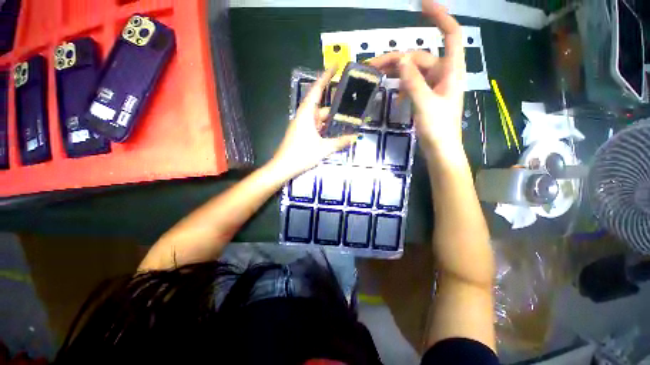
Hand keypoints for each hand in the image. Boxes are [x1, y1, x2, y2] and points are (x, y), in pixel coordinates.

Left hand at [271, 66, 357, 178]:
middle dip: (334, 106)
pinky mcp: (302, 133)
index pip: (316, 90)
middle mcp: (303, 116)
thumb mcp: (323, 149)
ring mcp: (302, 125)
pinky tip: (334, 132)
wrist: (283, 166)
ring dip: (330, 120)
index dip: (325, 76)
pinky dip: (325, 127)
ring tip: (346, 121)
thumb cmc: (301, 155)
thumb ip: (339, 142)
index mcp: (306, 114)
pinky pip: (316, 126)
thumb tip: (354, 138)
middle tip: (349, 104)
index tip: (335, 66)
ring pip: (319, 118)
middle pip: (321, 106)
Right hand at [369, 1, 465, 157]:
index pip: (451, 34)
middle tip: (373, 65)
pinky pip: (412, 85)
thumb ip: (413, 82)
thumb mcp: (424, 104)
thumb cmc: (438, 129)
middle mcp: (444, 74)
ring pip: (413, 71)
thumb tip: (402, 59)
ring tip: (377, 77)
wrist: (440, 150)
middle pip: (420, 56)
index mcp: (451, 70)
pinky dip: (402, 87)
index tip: (422, 3)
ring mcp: (434, 86)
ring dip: (396, 73)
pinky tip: (394, 98)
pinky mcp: (426, 97)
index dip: (439, 16)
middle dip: (397, 58)